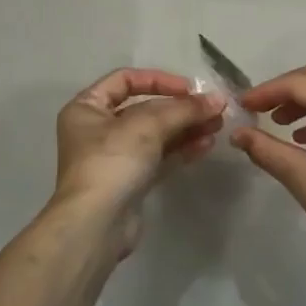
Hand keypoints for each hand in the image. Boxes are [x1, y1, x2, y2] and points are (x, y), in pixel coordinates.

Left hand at [51, 69, 222, 253]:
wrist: (96, 225)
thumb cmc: (112, 161)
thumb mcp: (148, 125)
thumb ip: (184, 109)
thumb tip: (218, 99)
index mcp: (87, 107)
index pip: (125, 80)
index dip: (159, 80)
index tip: (189, 88)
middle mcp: (97, 129)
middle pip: (145, 109)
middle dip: (180, 108)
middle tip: (213, 109)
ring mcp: (114, 157)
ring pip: (156, 134)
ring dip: (186, 128)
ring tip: (217, 126)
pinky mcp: (130, 182)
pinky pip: (159, 157)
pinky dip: (181, 149)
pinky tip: (206, 145)